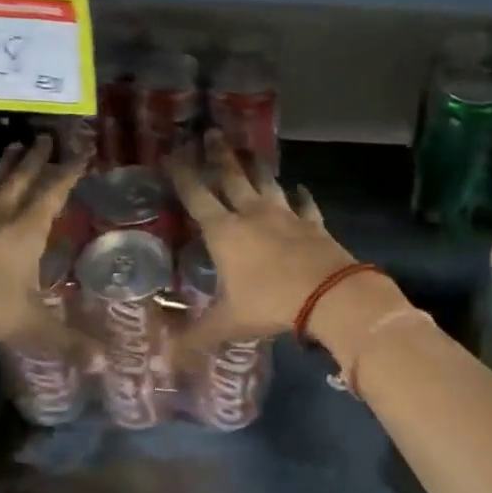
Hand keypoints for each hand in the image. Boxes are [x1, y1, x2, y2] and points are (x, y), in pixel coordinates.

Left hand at [0, 136, 89, 355]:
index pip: (52, 193)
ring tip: (12, 146)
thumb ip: (68, 342)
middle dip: (35, 159)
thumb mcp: (30, 325)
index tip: (81, 153)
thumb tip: (106, 364)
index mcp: (25, 232)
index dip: (68, 173)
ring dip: (4, 167)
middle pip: (20, 180)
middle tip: (44, 137)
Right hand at [167, 131, 357, 354]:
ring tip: (250, 151)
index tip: (173, 152)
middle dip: (219, 155)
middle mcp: (252, 214)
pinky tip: (301, 188)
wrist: (327, 295)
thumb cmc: (269, 303)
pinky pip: (305, 204)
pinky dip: (302, 195)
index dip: (183, 174)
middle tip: (212, 132)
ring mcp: (285, 215)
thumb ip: (196, 338)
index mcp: (224, 232)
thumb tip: (164, 360)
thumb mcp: (228, 323)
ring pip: (267, 183)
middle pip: (232, 177)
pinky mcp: (312, 223)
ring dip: (257, 167)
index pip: (197, 196)